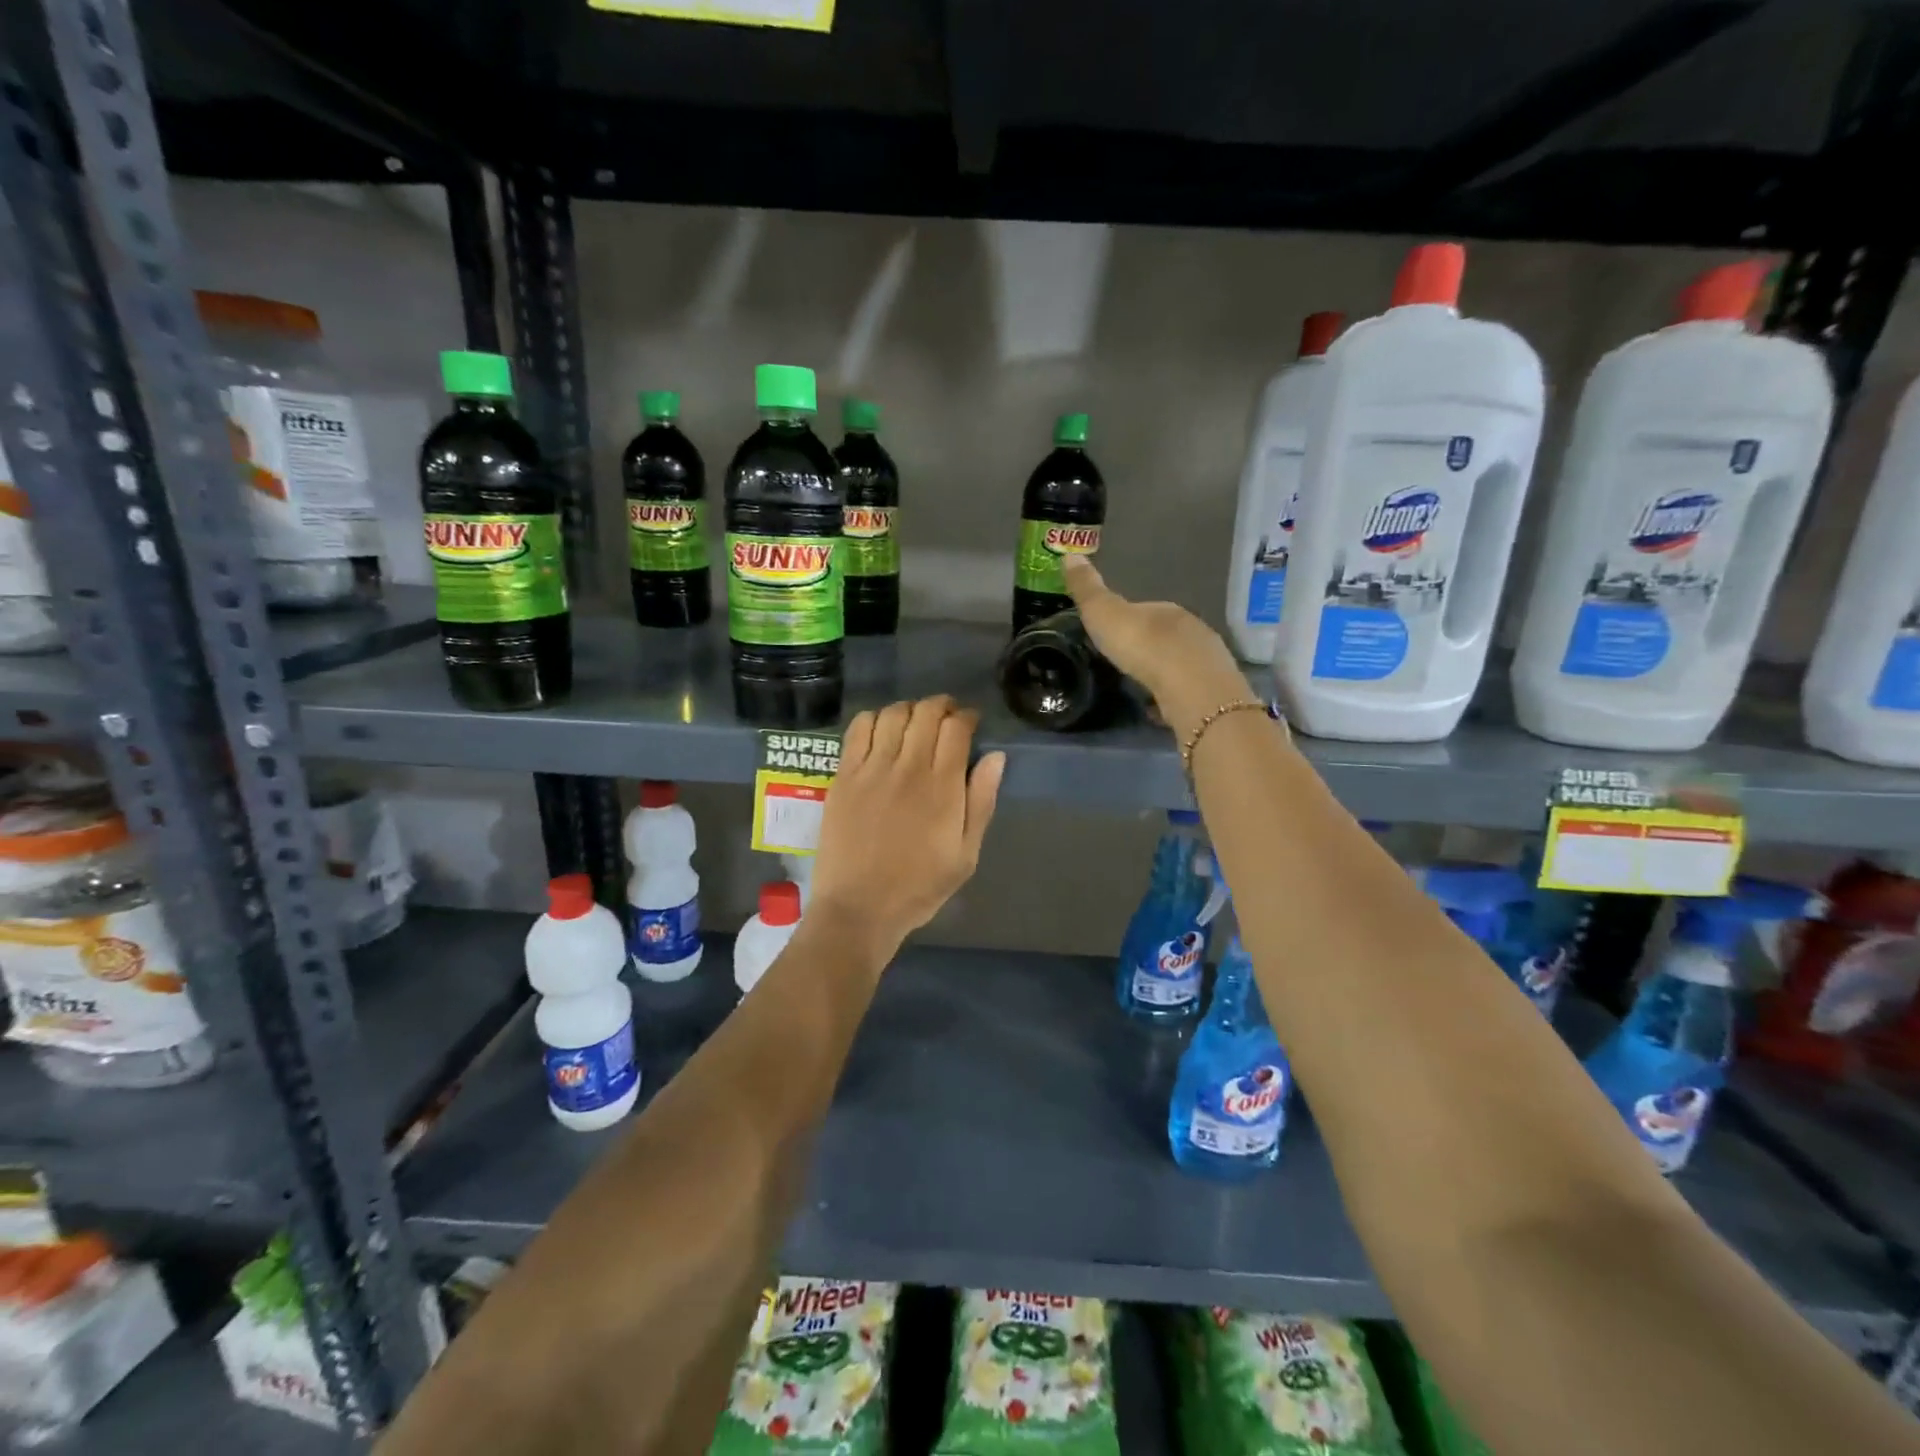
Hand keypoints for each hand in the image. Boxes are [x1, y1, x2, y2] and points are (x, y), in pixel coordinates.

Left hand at [809, 695, 1005, 963]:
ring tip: (914, 722)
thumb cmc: (919, 887)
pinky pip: (858, 729)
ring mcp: (872, 769)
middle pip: (926, 713)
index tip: (970, 723)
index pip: (956, 728)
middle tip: (946, 718)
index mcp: (943, 787)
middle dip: (941, 706)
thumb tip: (995, 757)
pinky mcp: (844, 775)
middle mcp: (908, 768)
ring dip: (909, 709)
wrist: (859, 908)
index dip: (967, 717)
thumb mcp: (966, 855)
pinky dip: (874, 719)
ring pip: (893, 714)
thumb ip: (981, 802)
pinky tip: (881, 731)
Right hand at [1062, 556, 1250, 737]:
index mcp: (1165, 610)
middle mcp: (1192, 630)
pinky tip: (1159, 709)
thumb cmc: (1143, 646)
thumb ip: (1087, 589)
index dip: (1129, 619)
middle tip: (1125, 661)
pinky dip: (1172, 697)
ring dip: (1163, 671)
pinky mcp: (1211, 694)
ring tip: (1140, 685)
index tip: (1113, 633)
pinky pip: (1187, 692)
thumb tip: (1070, 553)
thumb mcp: (1104, 614)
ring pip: (1180, 663)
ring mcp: (1206, 662)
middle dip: (1148, 646)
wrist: (1190, 687)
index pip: (1145, 609)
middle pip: (1166, 635)